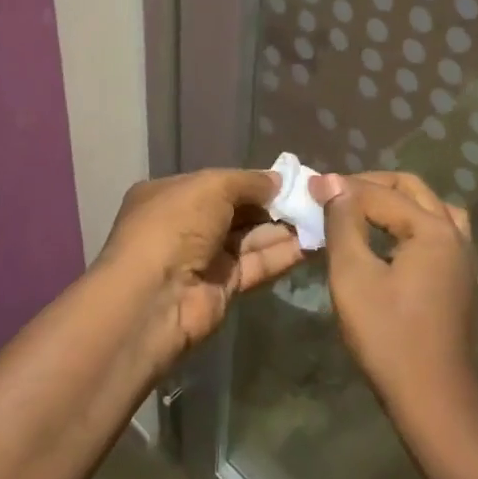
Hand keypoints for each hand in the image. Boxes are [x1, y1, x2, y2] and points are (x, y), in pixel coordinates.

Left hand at [95, 169, 304, 355]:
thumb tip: (278, 181)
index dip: (253, 181)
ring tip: (323, 217)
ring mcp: (204, 258)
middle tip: (314, 198)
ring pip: (251, 238)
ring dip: (285, 229)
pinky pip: (257, 264)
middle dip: (274, 204)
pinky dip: (284, 254)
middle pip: (238, 211)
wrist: (154, 299)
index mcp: (171, 195)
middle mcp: (186, 225)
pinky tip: (314, 243)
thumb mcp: (211, 186)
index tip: (291, 179)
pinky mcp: (223, 287)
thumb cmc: (175, 227)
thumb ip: (249, 181)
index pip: (218, 183)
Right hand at [313, 172, 477, 418]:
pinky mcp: (460, 279)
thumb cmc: (388, 336)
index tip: (309, 186)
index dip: (342, 188)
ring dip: (396, 202)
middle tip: (334, 195)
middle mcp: (455, 234)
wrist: (434, 400)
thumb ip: (343, 223)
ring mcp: (463, 258)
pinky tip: (392, 241)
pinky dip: (412, 224)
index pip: (380, 194)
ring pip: (430, 209)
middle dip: (371, 186)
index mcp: (432, 228)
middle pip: (412, 190)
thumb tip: (332, 182)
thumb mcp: (353, 276)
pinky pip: (439, 232)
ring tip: (362, 211)